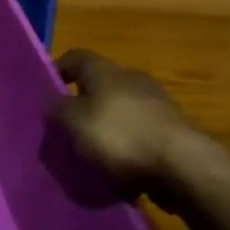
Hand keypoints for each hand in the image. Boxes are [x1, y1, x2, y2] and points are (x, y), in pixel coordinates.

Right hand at [53, 49, 220, 189]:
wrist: (183, 166)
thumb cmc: (120, 136)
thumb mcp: (73, 122)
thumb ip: (56, 110)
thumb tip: (52, 104)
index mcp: (104, 70)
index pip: (74, 56)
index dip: (57, 70)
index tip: (45, 93)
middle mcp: (131, 79)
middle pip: (98, 85)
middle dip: (82, 106)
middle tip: (65, 131)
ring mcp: (156, 105)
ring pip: (120, 113)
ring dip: (106, 130)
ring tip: (91, 158)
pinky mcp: (172, 132)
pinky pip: (140, 136)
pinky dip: (128, 150)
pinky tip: (119, 173)